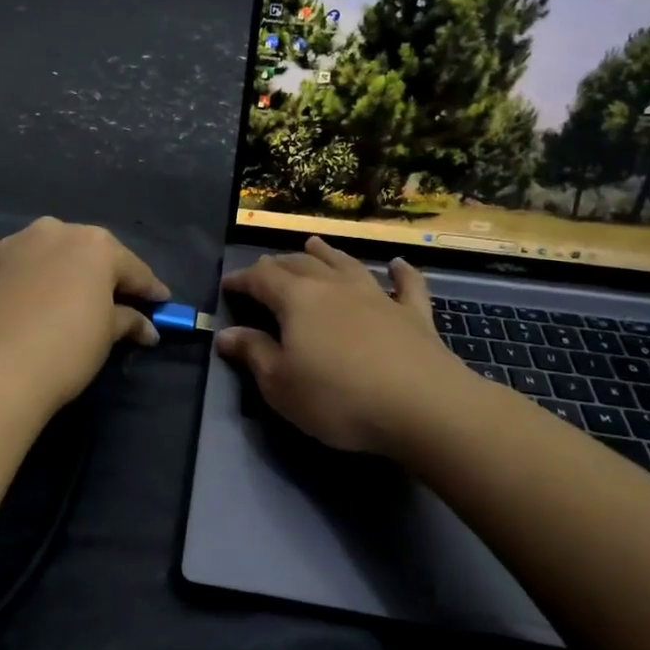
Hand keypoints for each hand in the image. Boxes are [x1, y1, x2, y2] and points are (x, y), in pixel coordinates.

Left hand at [0, 217, 169, 413]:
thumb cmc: (66, 347)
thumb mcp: (106, 336)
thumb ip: (128, 322)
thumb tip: (147, 327)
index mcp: (98, 245)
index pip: (133, 268)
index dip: (150, 288)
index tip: (162, 302)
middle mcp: (59, 231)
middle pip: (89, 253)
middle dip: (104, 273)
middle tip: (117, 299)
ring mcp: (19, 242)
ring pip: (47, 246)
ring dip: (58, 258)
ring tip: (65, 278)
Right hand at [217, 237, 460, 455]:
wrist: (422, 405)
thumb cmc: (338, 398)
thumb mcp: (281, 384)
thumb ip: (254, 354)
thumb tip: (227, 333)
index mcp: (298, 300)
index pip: (261, 278)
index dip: (241, 279)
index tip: (227, 284)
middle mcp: (335, 287)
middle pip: (301, 265)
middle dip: (279, 264)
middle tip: (266, 268)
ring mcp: (378, 296)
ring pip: (346, 264)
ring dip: (327, 254)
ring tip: (313, 244)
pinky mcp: (414, 314)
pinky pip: (407, 285)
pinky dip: (401, 272)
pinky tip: (397, 263)